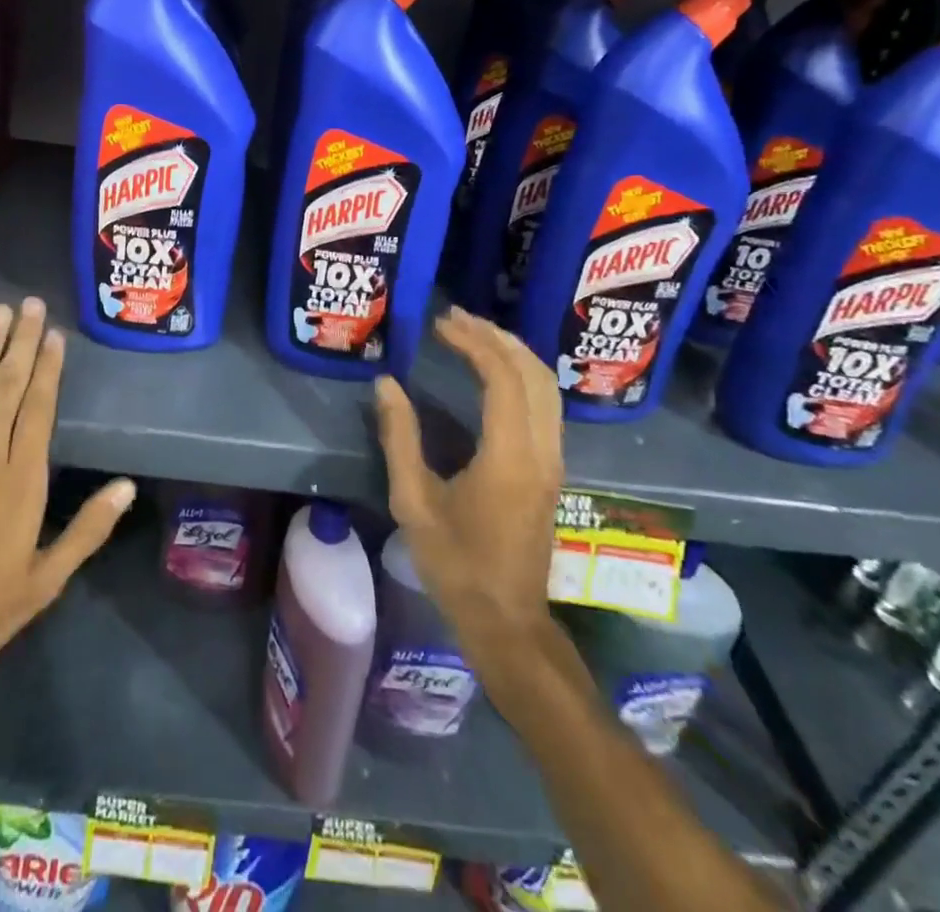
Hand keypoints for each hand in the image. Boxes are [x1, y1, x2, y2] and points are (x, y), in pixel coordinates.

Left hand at [0, 298, 134, 730]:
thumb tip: (127, 486)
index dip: (48, 369)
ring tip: (1, 312)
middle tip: (31, 305)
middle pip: (6, 388)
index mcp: (21, 483)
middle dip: (21, 343)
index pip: (38, 410)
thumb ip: (88, 530)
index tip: (55, 336)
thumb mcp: (46, 581)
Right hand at [374, 307, 564, 661]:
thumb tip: (386, 383)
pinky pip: (547, 405)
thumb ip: (399, 437)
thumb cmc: (455, 564)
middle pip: (533, 373)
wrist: (506, 620)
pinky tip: (497, 370)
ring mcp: (553, 461)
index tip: (440, 325)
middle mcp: (541, 451)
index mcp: (508, 456)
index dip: (473, 342)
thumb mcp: (413, 501)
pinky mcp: (552, 470)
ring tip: (475, 333)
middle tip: (456, 318)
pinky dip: (523, 374)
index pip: (502, 378)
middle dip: (496, 337)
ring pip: (547, 387)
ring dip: (514, 352)